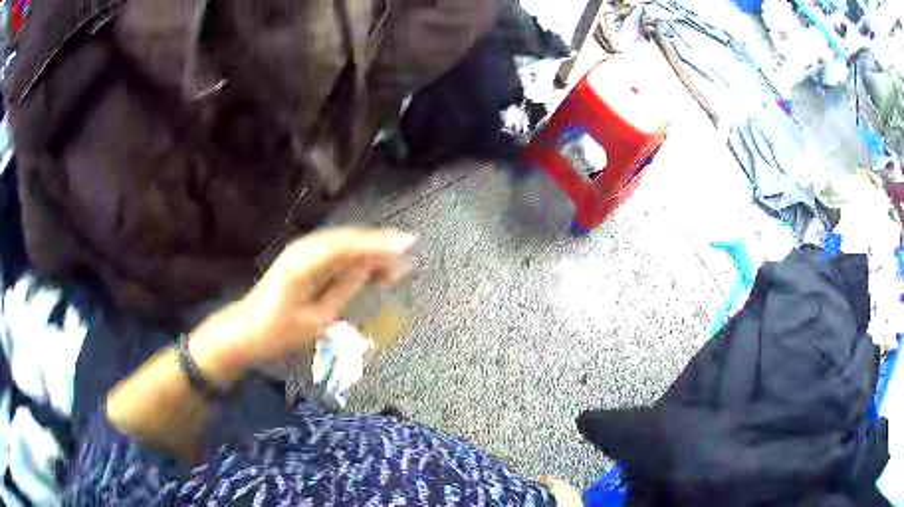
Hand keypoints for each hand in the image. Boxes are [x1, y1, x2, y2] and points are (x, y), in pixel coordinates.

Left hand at [189, 227, 414, 383]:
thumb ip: (344, 289)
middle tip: (407, 256)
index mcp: (304, 263)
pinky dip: (354, 256)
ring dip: (368, 250)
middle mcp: (303, 250)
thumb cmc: (277, 333)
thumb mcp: (316, 319)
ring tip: (394, 263)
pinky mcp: (301, 260)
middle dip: (378, 245)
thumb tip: (370, 268)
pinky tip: (370, 265)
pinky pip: (334, 252)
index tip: (408, 244)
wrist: (245, 333)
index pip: (348, 245)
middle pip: (347, 239)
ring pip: (342, 243)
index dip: (379, 243)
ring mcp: (301, 252)